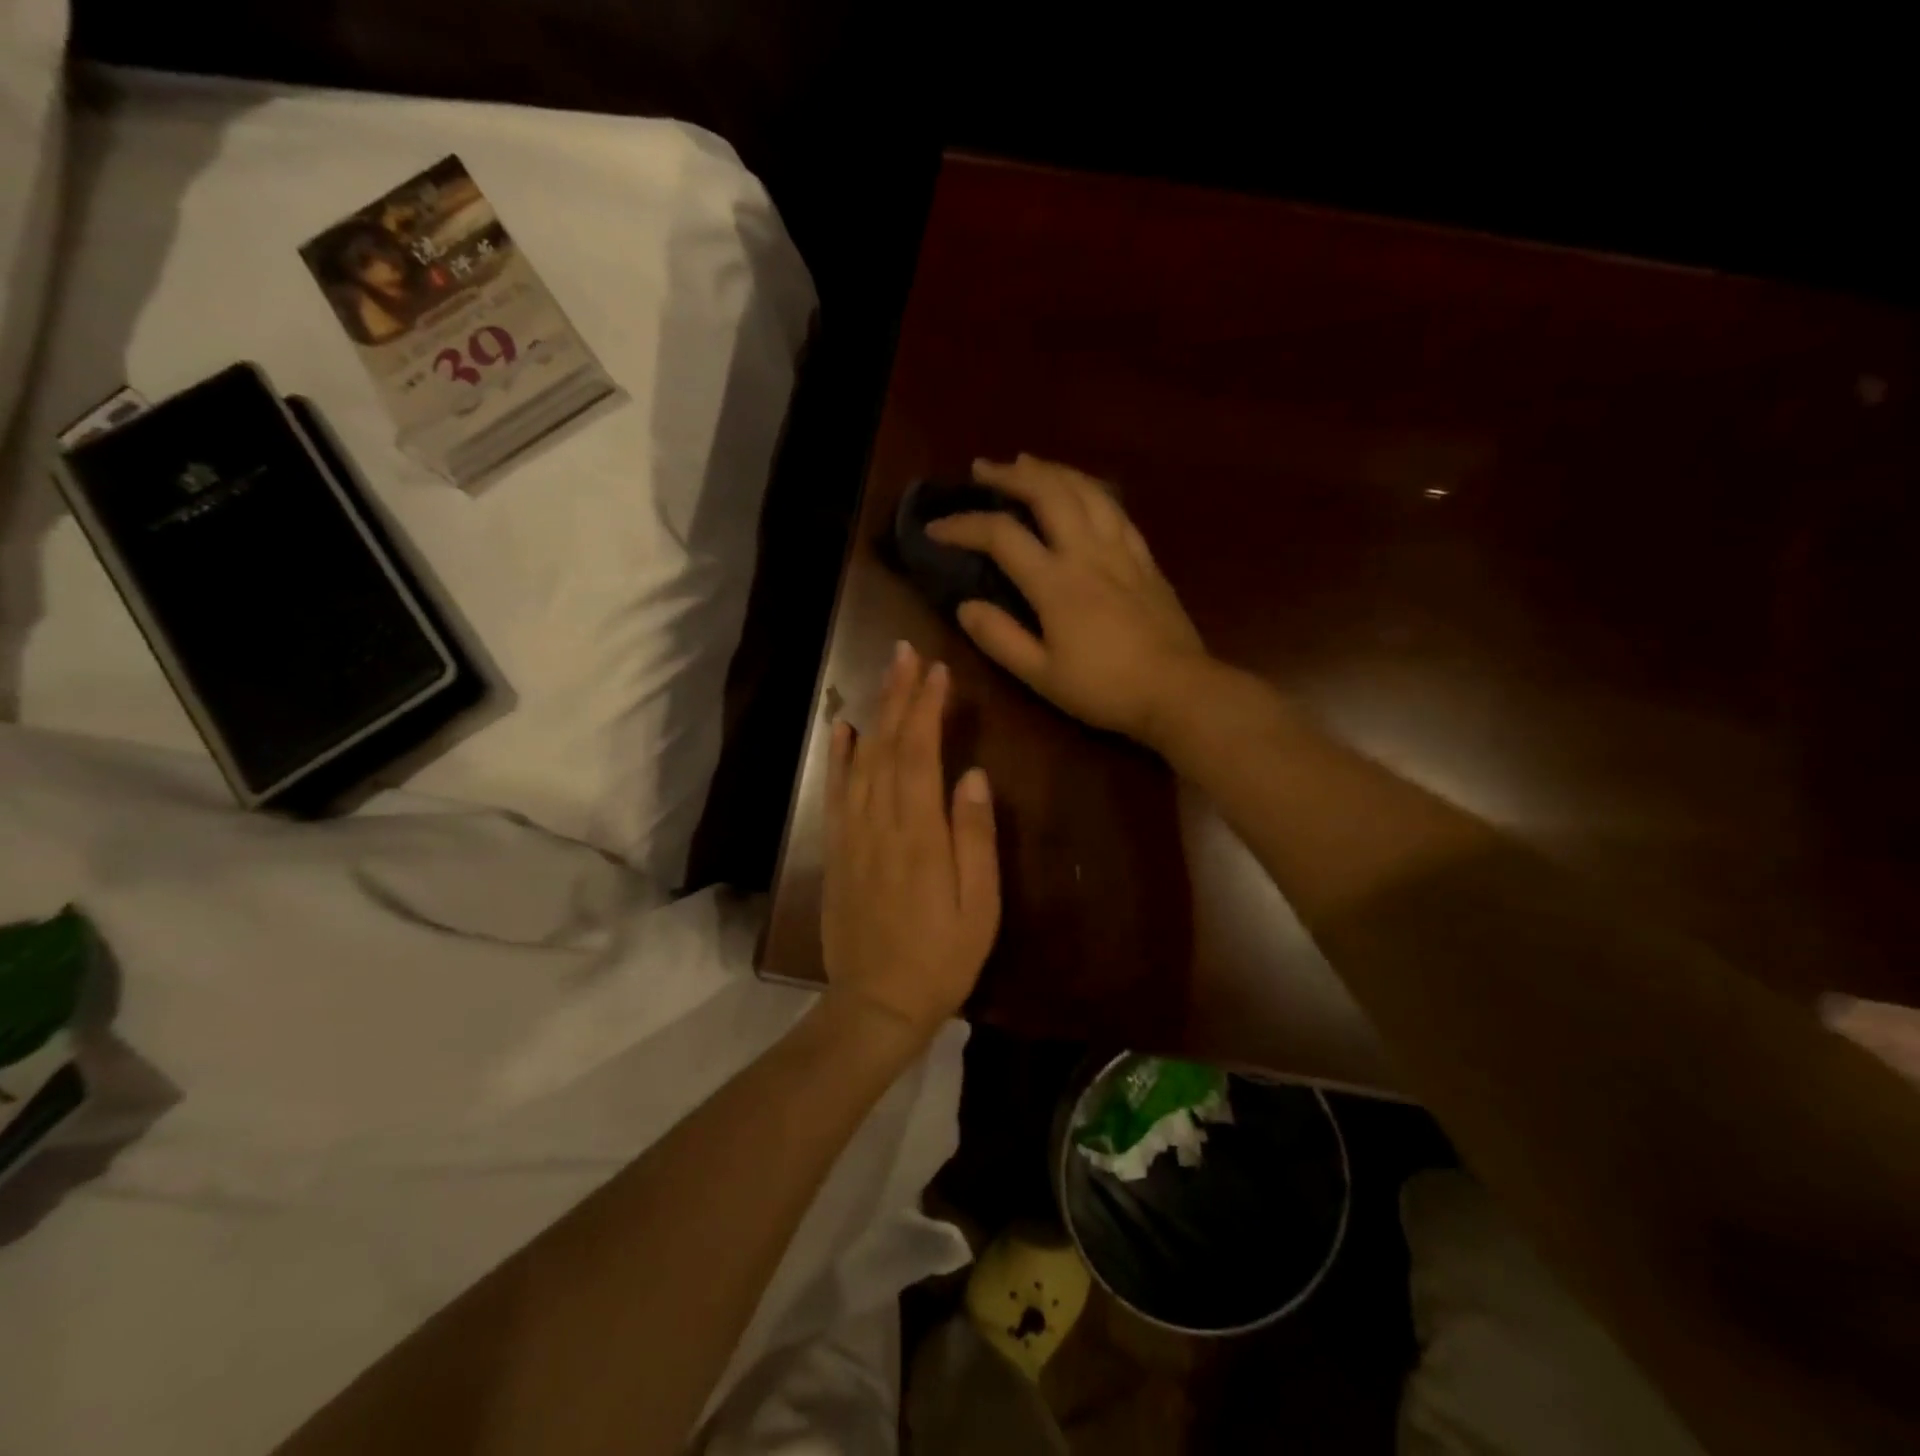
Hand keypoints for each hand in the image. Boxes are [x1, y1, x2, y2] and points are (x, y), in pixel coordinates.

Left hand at [821, 642, 1000, 1047]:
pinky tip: (843, 729)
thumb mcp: (979, 907)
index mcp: (919, 835)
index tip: (938, 671)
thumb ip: (975, 839)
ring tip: (886, 675)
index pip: (920, 754)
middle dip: (898, 696)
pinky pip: (836, 793)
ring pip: (862, 762)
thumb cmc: (941, 958)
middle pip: (888, 747)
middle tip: (908, 653)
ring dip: (874, 714)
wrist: (876, 1004)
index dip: (927, 709)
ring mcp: (853, 836)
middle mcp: (880, 824)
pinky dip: (838, 757)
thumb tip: (975, 777)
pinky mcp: (837, 851)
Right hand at [926, 455, 1208, 747]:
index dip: (963, 525)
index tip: (935, 528)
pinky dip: (1090, 489)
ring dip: (1051, 471)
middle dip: (1010, 475)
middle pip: (1048, 493)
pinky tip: (1082, 490)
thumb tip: (965, 606)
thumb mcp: (1041, 676)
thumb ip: (1000, 639)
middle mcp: (1087, 553)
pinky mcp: (1145, 558)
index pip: (1001, 536)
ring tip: (1028, 464)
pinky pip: (1115, 508)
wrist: (1178, 691)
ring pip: (1086, 490)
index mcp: (1056, 583)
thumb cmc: (1105, 689)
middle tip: (983, 470)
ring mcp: (1121, 550)